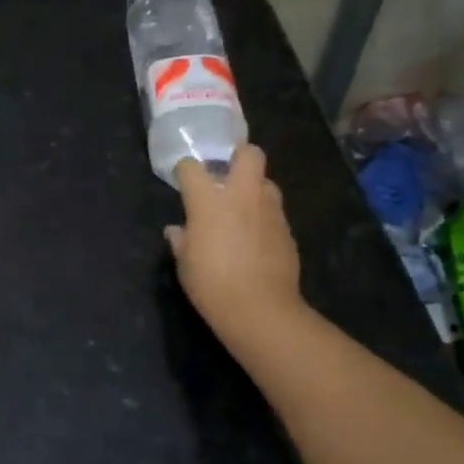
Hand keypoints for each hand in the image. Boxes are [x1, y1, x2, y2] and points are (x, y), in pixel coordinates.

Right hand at [166, 146, 306, 349]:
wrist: (260, 308)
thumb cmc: (211, 283)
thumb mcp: (184, 263)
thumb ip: (181, 240)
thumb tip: (176, 230)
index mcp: (208, 200)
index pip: (192, 167)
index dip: (185, 170)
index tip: (182, 179)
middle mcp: (242, 195)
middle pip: (249, 154)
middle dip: (238, 156)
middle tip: (226, 173)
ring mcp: (269, 211)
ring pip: (266, 182)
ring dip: (254, 188)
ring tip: (242, 208)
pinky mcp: (287, 230)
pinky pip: (274, 212)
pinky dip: (263, 217)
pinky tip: (255, 238)